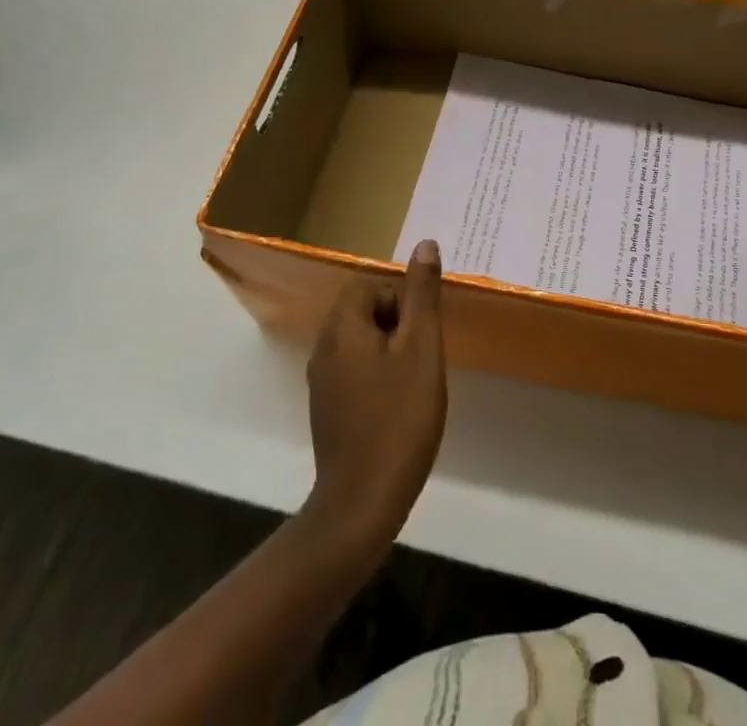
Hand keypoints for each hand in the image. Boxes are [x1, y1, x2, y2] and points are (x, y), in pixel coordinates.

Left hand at [304, 240, 446, 546]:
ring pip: (359, 343)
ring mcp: (321, 382)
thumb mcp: (422, 349)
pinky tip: (397, 405)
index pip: (369, 287)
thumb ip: (422, 295)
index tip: (422, 333)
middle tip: (424, 356)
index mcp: (342, 328)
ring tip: (415, 380)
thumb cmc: (399, 418)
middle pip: (362, 312)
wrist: (362, 502)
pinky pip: (353, 370)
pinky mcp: (326, 410)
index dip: (401, 300)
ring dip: (389, 350)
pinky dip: (377, 375)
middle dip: (397, 324)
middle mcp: (323, 348)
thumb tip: (425, 244)